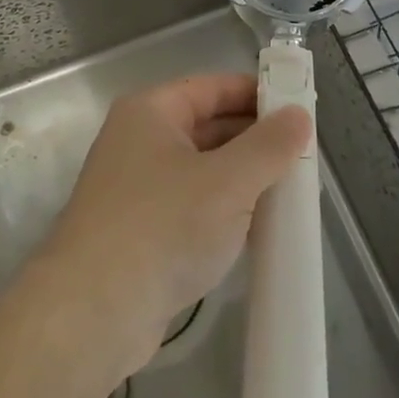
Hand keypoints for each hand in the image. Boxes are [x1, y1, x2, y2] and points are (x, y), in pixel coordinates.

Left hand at [31, 74, 311, 379]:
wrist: (94, 310)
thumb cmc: (162, 226)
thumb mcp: (227, 182)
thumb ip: (268, 147)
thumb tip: (299, 114)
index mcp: (150, 112)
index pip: (211, 87)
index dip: (255, 92)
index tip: (299, 106)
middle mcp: (139, 141)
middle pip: (207, 127)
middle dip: (255, 140)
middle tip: (305, 154)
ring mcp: (137, 188)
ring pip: (202, 170)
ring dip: (243, 179)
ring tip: (292, 191)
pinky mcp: (141, 230)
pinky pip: (192, 206)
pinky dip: (224, 210)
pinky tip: (259, 229)